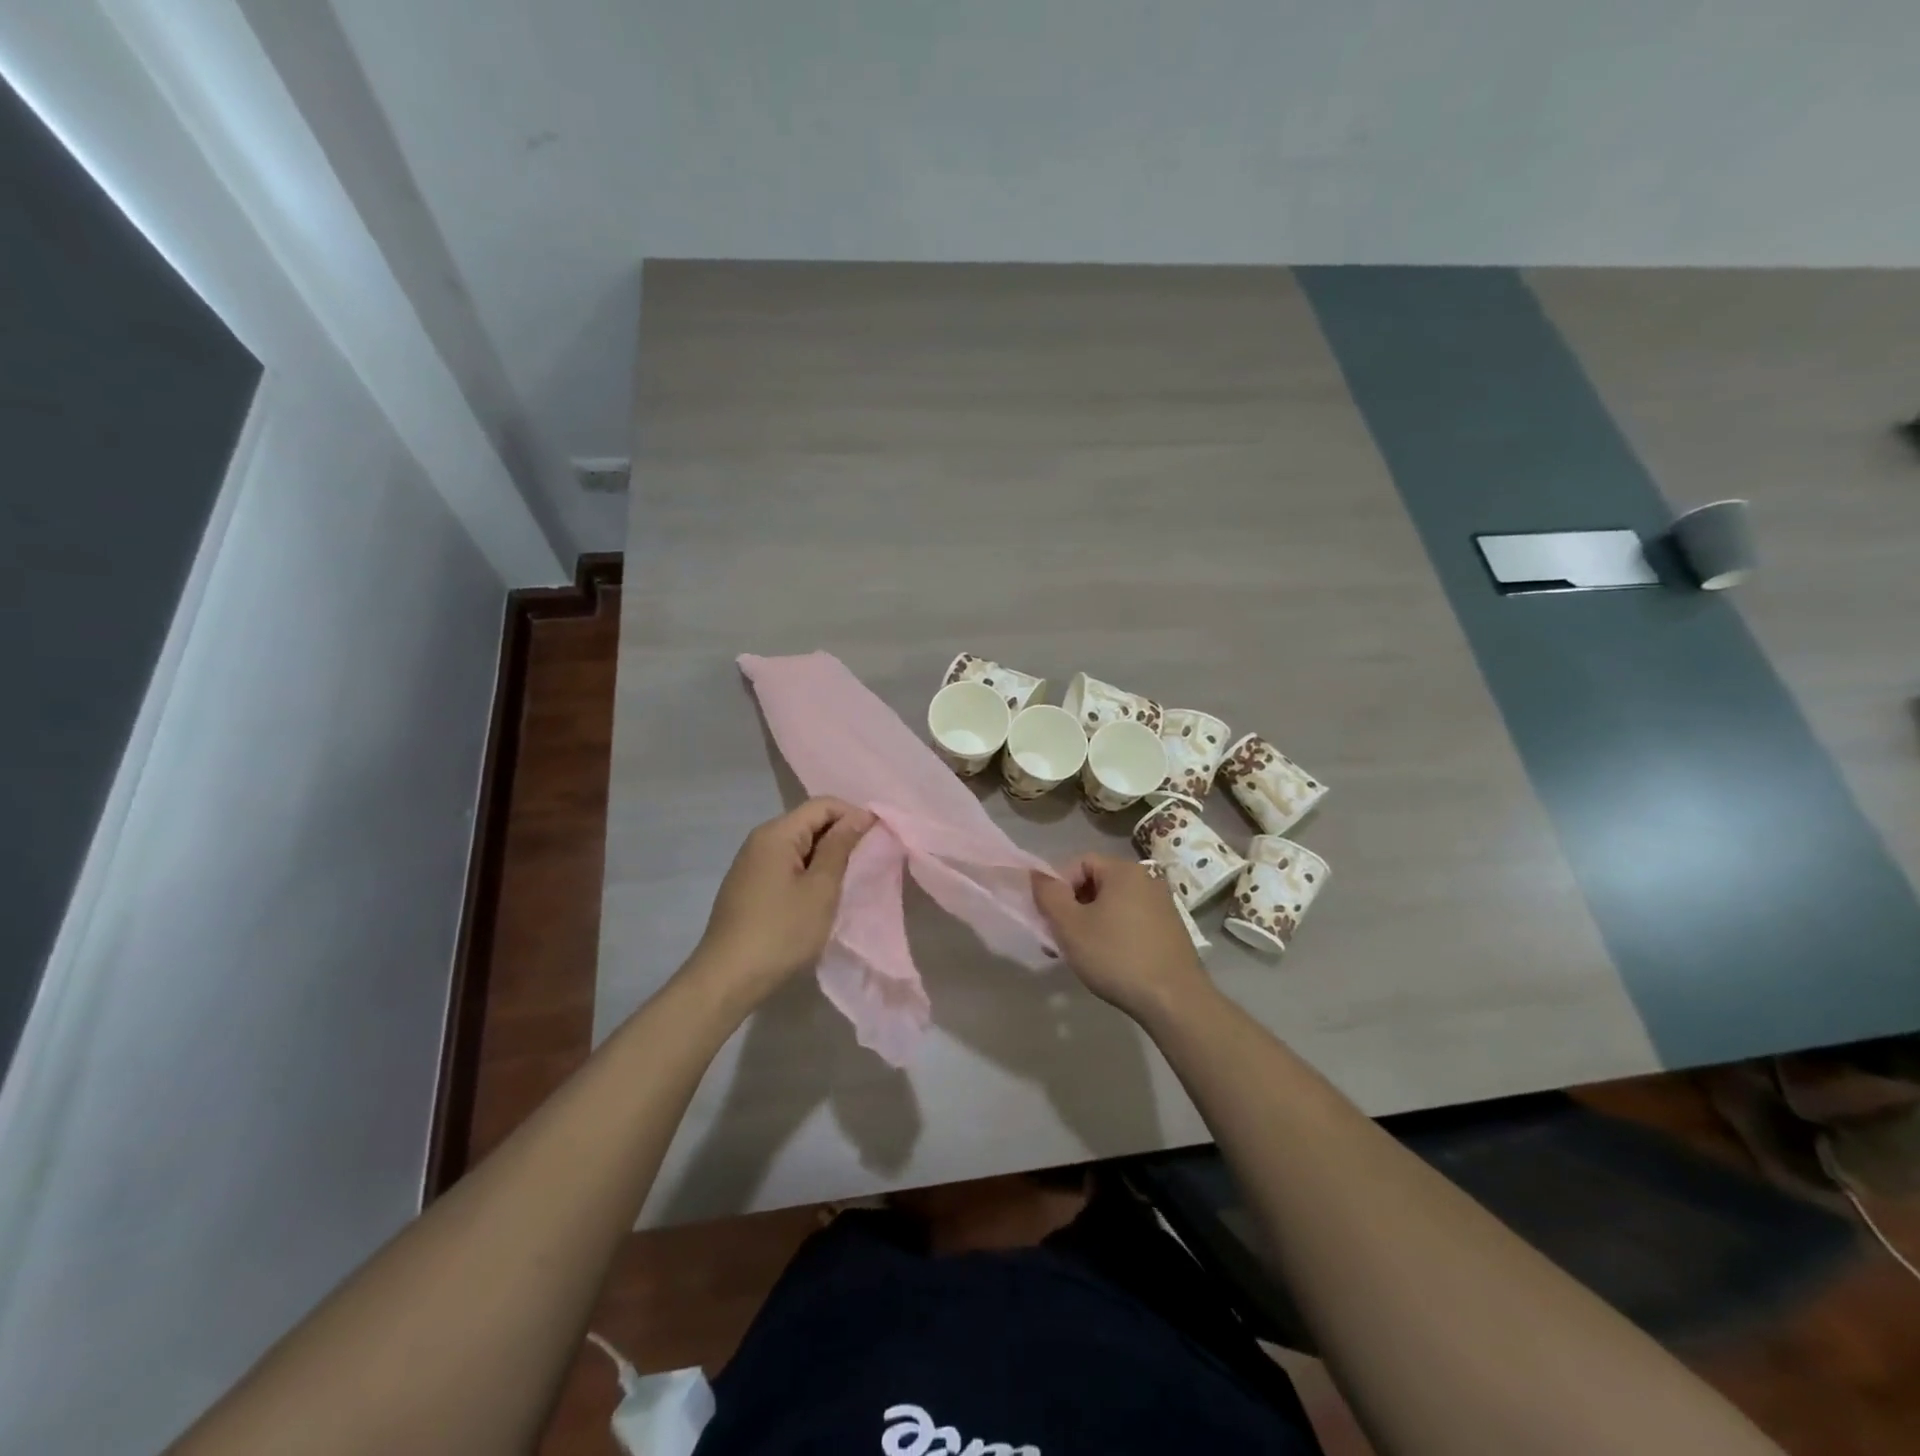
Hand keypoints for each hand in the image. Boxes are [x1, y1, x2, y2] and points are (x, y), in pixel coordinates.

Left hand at [688, 797, 874, 1008]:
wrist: (727, 978)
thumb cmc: (781, 931)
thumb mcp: (821, 888)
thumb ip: (840, 847)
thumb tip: (860, 815)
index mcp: (777, 833)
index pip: (824, 805)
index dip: (854, 816)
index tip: (878, 841)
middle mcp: (760, 840)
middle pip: (809, 822)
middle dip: (840, 837)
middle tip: (866, 865)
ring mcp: (750, 863)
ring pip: (798, 845)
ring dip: (825, 858)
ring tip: (845, 883)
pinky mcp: (748, 886)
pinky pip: (785, 865)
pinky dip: (807, 873)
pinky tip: (817, 898)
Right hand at [1032, 854, 1215, 1025]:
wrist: (1174, 1000)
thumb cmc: (1116, 956)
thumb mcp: (1070, 926)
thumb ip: (1048, 895)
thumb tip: (1036, 874)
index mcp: (1124, 870)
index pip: (1079, 863)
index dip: (1058, 887)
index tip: (1051, 919)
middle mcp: (1147, 878)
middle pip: (1096, 883)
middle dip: (1073, 908)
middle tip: (1060, 940)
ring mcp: (1163, 904)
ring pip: (1113, 904)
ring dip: (1091, 923)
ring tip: (1082, 954)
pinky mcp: (1171, 928)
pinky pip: (1132, 920)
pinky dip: (1114, 933)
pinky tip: (1109, 961)